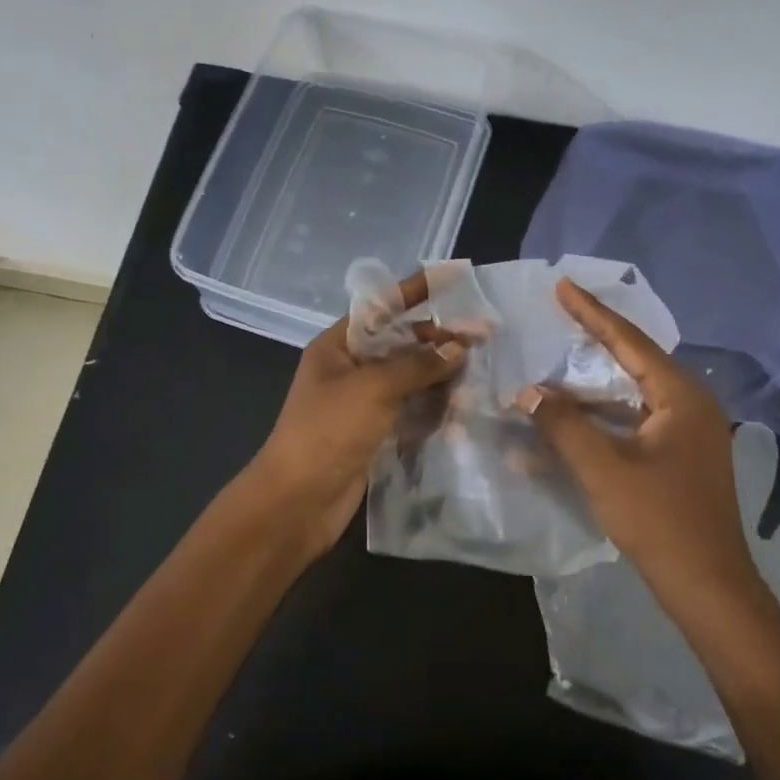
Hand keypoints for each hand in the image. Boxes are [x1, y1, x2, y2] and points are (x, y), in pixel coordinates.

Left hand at [251, 271, 464, 553]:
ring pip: (409, 378)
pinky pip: (409, 410)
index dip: (417, 290)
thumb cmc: (327, 432)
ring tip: (479, 372)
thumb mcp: (371, 388)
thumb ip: (415, 365)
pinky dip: (433, 406)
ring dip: (440, 375)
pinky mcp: (374, 433)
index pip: (381, 307)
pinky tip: (462, 407)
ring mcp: (362, 403)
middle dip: (437, 339)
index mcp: (337, 346)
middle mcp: (349, 369)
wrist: (297, 502)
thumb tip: (457, 348)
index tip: (455, 277)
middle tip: (482, 339)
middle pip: (400, 343)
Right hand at [520, 279, 763, 596]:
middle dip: (591, 343)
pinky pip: (632, 424)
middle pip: (631, 363)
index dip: (592, 312)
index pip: (629, 341)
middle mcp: (689, 405)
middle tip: (557, 315)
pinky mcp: (678, 458)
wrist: (709, 587)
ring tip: (549, 373)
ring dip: (588, 391)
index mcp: (681, 396)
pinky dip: (599, 423)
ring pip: (628, 396)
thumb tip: (527, 393)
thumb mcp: (603, 469)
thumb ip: (562, 425)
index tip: (563, 285)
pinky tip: (565, 427)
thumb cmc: (660, 521)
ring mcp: (686, 433)